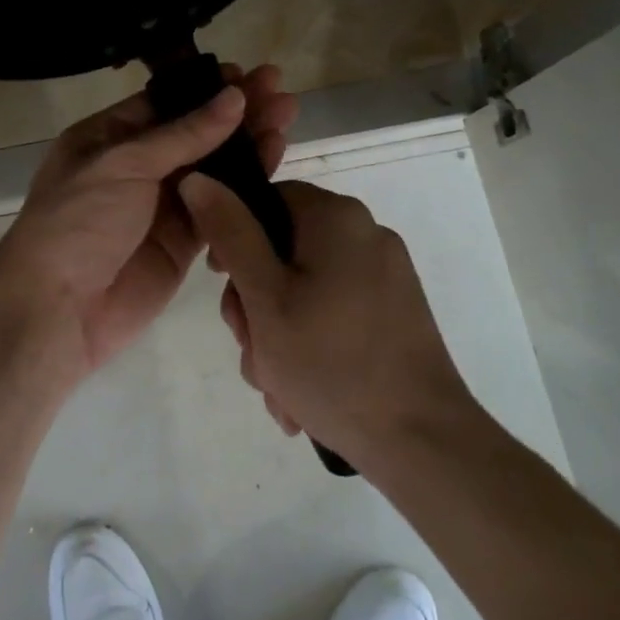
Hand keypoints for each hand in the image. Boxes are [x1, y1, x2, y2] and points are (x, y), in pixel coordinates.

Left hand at [0, 64, 297, 380]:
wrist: (59, 309)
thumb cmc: (79, 222)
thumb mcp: (124, 164)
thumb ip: (184, 134)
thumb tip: (233, 97)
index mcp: (107, 138)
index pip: (164, 104)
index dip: (205, 90)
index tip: (247, 75)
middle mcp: (135, 168)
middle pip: (194, 133)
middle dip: (236, 112)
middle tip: (280, 91)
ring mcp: (160, 206)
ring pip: (212, 168)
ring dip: (248, 144)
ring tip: (287, 117)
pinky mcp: (182, 243)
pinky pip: (219, 207)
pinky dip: (246, 187)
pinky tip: (275, 161)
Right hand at [177, 176, 482, 468]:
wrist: (421, 441)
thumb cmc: (331, 362)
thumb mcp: (264, 296)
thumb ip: (230, 233)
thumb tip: (198, 178)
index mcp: (337, 218)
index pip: (268, 200)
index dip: (233, 237)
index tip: (222, 284)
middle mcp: (366, 235)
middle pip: (283, 248)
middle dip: (255, 302)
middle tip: (251, 349)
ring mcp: (386, 276)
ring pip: (305, 288)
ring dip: (277, 333)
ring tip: (276, 385)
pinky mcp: (394, 313)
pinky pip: (333, 312)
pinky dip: (310, 344)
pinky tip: (301, 393)